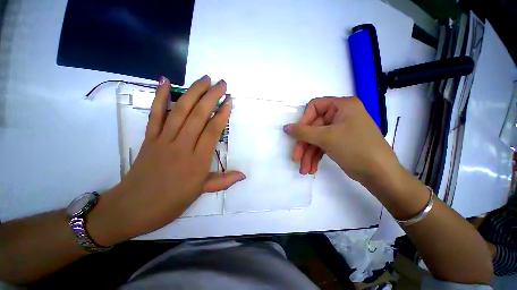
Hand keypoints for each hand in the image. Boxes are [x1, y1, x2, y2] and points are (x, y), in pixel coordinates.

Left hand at [88, 76, 244, 245]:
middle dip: (211, 96)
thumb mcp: (201, 192)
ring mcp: (163, 140)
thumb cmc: (170, 202)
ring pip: (180, 110)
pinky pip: (155, 114)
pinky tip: (164, 81)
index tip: (229, 100)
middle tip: (221, 83)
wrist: (132, 208)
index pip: (212, 131)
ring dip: (193, 92)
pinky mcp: (149, 138)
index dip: (222, 114)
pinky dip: (159, 96)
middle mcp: (182, 146)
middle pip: (198, 115)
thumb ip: (224, 181)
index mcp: (197, 161)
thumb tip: (243, 175)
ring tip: (204, 79)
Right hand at [283, 97, 403, 191]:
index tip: (296, 135)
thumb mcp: (326, 138)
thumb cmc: (355, 148)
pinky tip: (311, 168)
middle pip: (313, 127)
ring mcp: (339, 130)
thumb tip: (285, 128)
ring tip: (304, 170)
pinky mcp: (338, 142)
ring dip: (308, 155)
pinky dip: (315, 157)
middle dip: (304, 145)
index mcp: (342, 106)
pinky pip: (322, 146)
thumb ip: (303, 132)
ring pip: (316, 139)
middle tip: (296, 158)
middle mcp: (340, 115)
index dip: (303, 121)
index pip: (314, 107)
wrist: (379, 173)